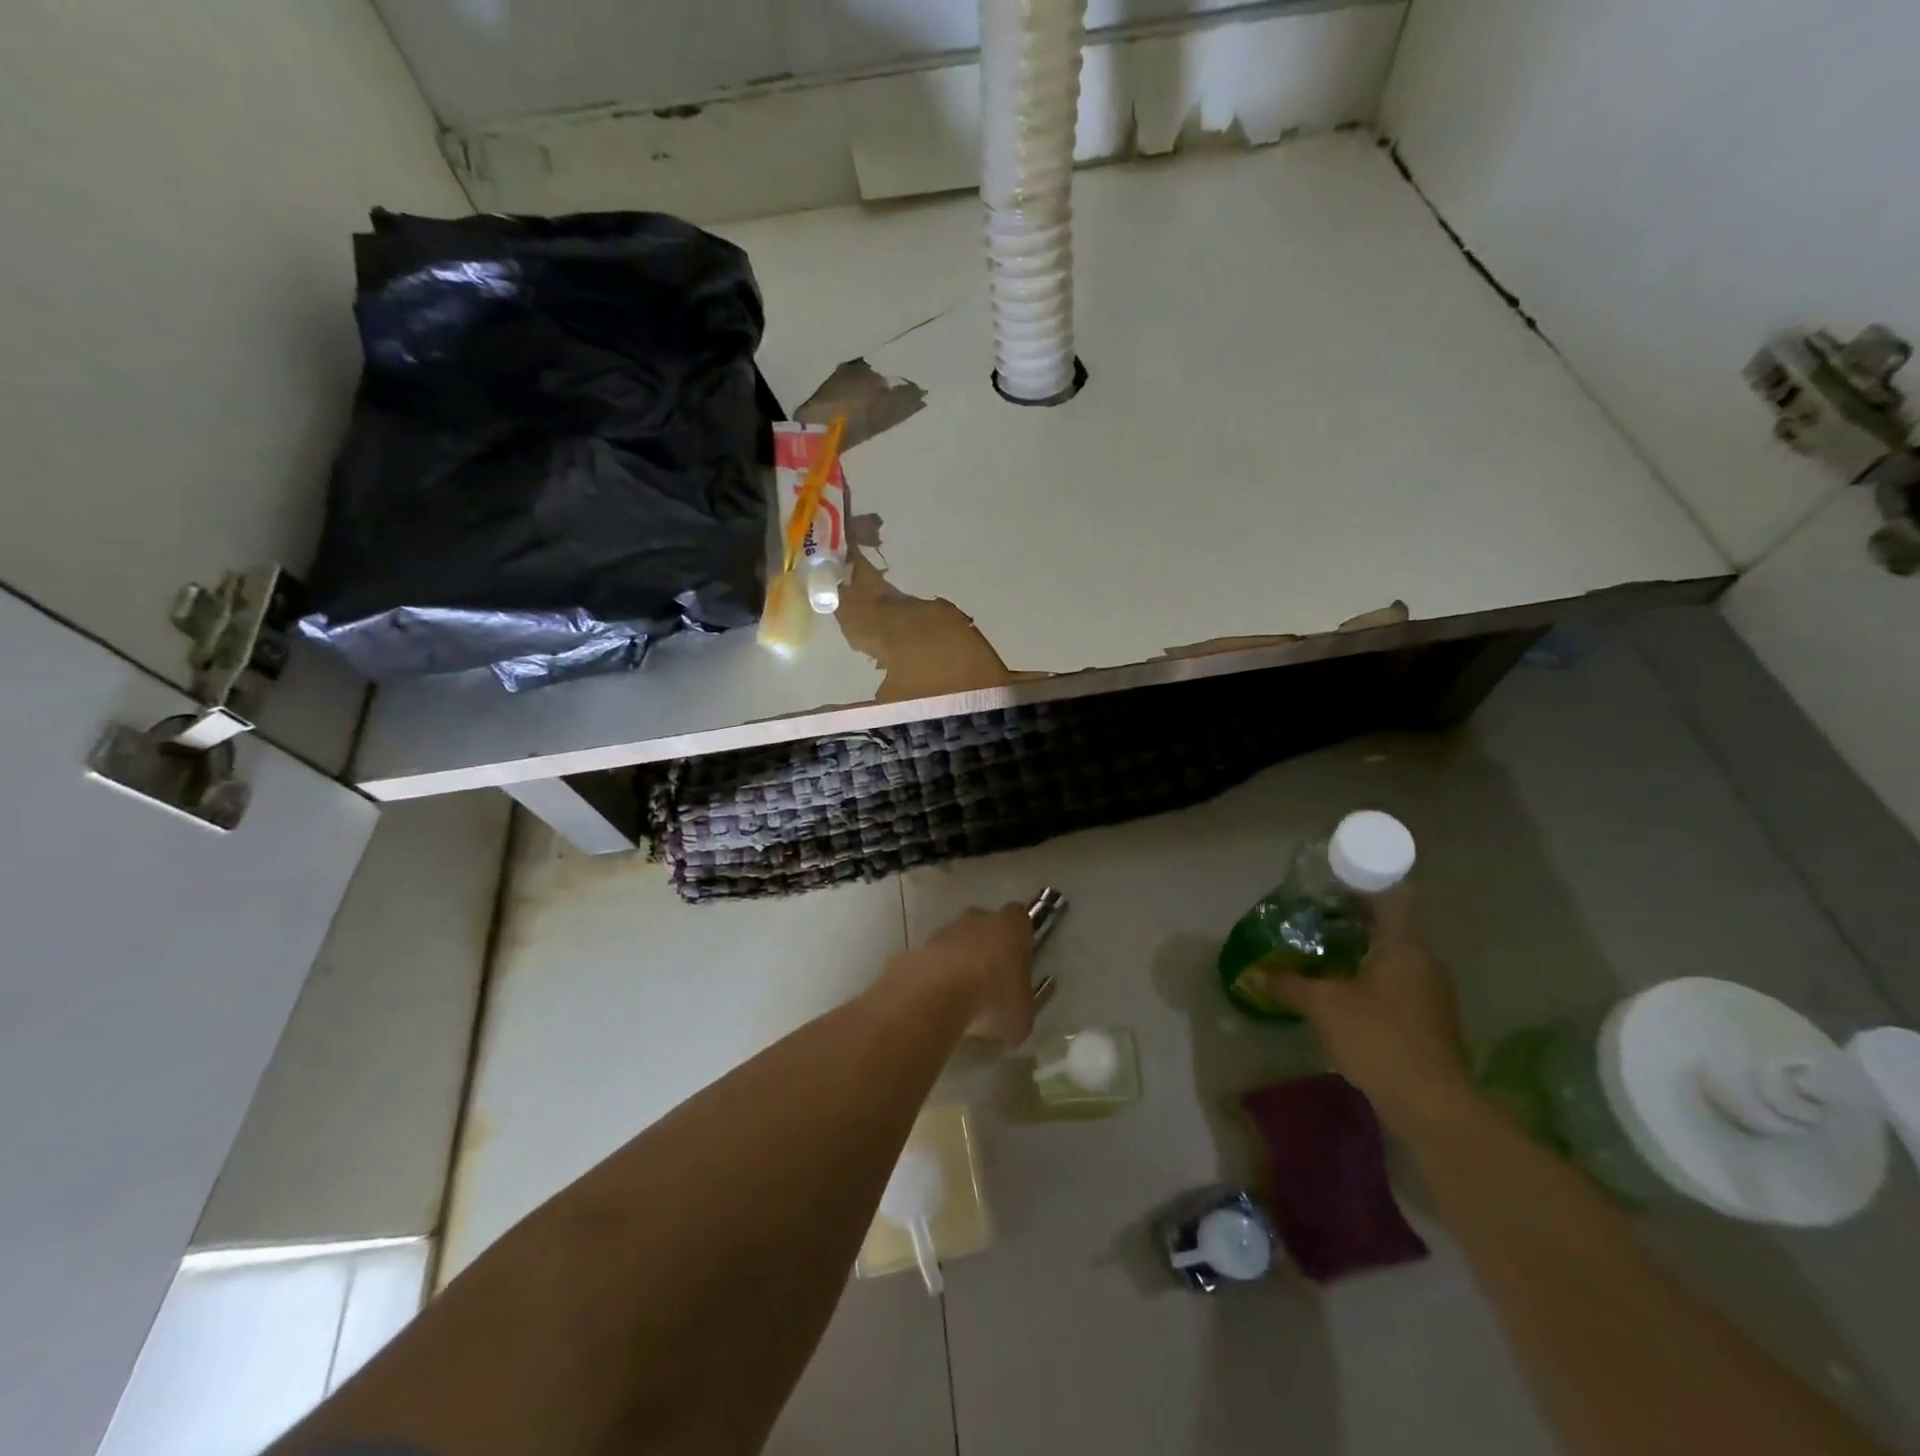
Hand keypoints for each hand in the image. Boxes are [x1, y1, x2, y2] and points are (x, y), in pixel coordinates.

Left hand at [896, 903, 1036, 1046]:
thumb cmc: (993, 996)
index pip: (1020, 918)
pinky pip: (935, 959)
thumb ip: (1021, 1011)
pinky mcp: (920, 946)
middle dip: (988, 948)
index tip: (1020, 959)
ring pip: (958, 941)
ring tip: (963, 998)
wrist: (938, 991)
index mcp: (1012, 927)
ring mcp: (946, 930)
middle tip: (992, 981)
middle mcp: (979, 919)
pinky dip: (938, 975)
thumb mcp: (1021, 1016)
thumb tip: (1016, 1021)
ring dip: (960, 962)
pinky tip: (940, 1001)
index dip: (1020, 937)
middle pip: (986, 927)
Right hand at [1243, 885, 1474, 1133]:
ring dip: (1363, 954)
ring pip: (1395, 959)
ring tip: (1324, 957)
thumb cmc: (1377, 1038)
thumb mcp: (1322, 1006)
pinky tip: (1346, 995)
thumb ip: (1289, 984)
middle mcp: (1426, 962)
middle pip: (1391, 927)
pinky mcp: (1433, 1022)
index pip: (1391, 896)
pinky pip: (1400, 985)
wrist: (1432, 1106)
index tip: (1331, 887)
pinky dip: (1374, 981)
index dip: (1362, 886)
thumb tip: (1254, 972)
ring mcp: (1434, 994)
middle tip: (1315, 921)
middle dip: (1354, 922)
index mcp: (1404, 946)